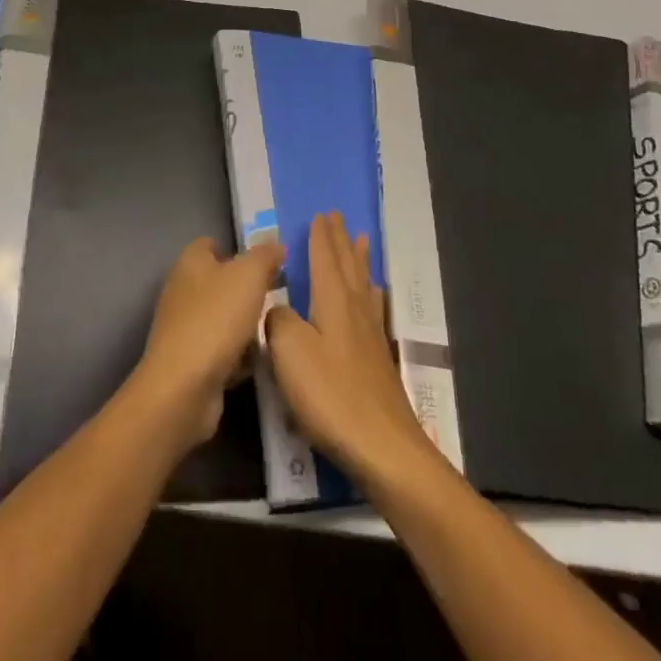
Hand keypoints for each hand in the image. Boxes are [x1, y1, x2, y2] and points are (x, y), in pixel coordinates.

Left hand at [130, 236, 283, 455]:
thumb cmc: (216, 319)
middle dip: (245, 290)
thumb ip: (265, 255)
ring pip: (220, 318)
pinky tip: (256, 363)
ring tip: (270, 331)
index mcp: (190, 262)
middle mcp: (181, 290)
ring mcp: (182, 329)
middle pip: (218, 282)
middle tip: (275, 297)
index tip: (264, 264)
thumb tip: (276, 246)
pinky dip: (236, 355)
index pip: (210, 244)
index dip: (236, 250)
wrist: (184, 387)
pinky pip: (218, 350)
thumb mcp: (249, 275)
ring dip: (243, 325)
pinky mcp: (187, 363)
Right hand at [267, 212, 439, 490]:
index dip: (320, 237)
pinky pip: (373, 308)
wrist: (382, 447)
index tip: (320, 214)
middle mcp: (355, 309)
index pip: (325, 258)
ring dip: (359, 260)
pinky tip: (374, 297)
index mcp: (333, 301)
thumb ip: (278, 321)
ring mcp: (371, 334)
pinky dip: (371, 293)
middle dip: (340, 240)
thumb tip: (279, 308)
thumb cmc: (330, 394)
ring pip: (363, 284)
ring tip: (361, 241)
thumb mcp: (289, 352)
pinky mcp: (379, 360)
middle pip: (347, 265)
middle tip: (338, 217)